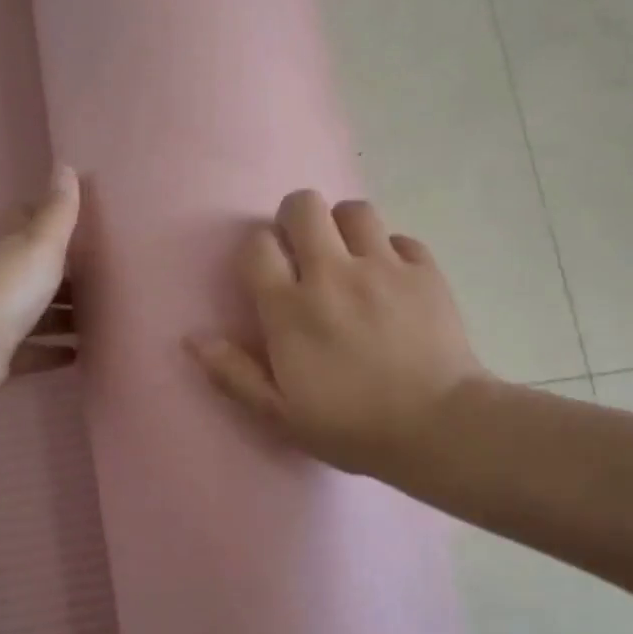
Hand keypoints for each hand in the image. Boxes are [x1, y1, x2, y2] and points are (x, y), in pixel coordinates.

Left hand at [0, 163, 80, 397]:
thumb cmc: (9, 288)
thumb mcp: (41, 244)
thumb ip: (58, 212)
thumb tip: (64, 163)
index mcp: (10, 250)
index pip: (23, 224)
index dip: (43, 217)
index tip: (72, 219)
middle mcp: (1, 282)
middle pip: (34, 272)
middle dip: (63, 274)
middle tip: (100, 278)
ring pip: (36, 314)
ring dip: (62, 316)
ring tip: (99, 320)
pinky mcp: (1, 355)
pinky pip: (33, 351)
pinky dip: (53, 352)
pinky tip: (78, 355)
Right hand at [188, 189, 487, 481]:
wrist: (439, 427)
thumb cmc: (352, 427)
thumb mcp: (281, 415)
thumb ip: (234, 374)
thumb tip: (194, 338)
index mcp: (290, 309)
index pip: (258, 245)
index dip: (257, 250)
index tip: (267, 272)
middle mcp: (333, 274)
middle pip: (304, 206)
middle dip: (296, 219)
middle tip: (304, 251)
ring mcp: (384, 267)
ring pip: (355, 210)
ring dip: (344, 227)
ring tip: (349, 257)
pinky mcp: (425, 271)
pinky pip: (401, 238)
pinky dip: (391, 251)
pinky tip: (392, 280)